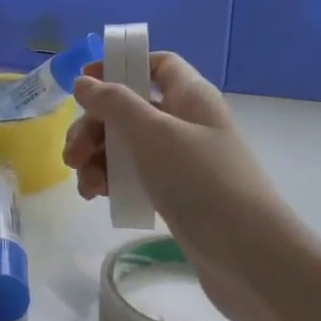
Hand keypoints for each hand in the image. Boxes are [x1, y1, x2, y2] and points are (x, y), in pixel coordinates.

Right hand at [65, 53, 300, 319]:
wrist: (247, 255)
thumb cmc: (201, 181)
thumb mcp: (154, 133)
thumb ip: (115, 103)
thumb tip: (84, 82)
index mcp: (190, 96)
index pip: (157, 64)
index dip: (121, 66)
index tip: (85, 83)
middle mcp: (187, 122)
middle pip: (131, 108)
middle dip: (96, 125)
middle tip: (73, 153)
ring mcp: (182, 161)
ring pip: (128, 145)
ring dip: (98, 157)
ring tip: (83, 184)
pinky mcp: (176, 194)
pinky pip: (135, 176)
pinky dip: (112, 181)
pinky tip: (96, 197)